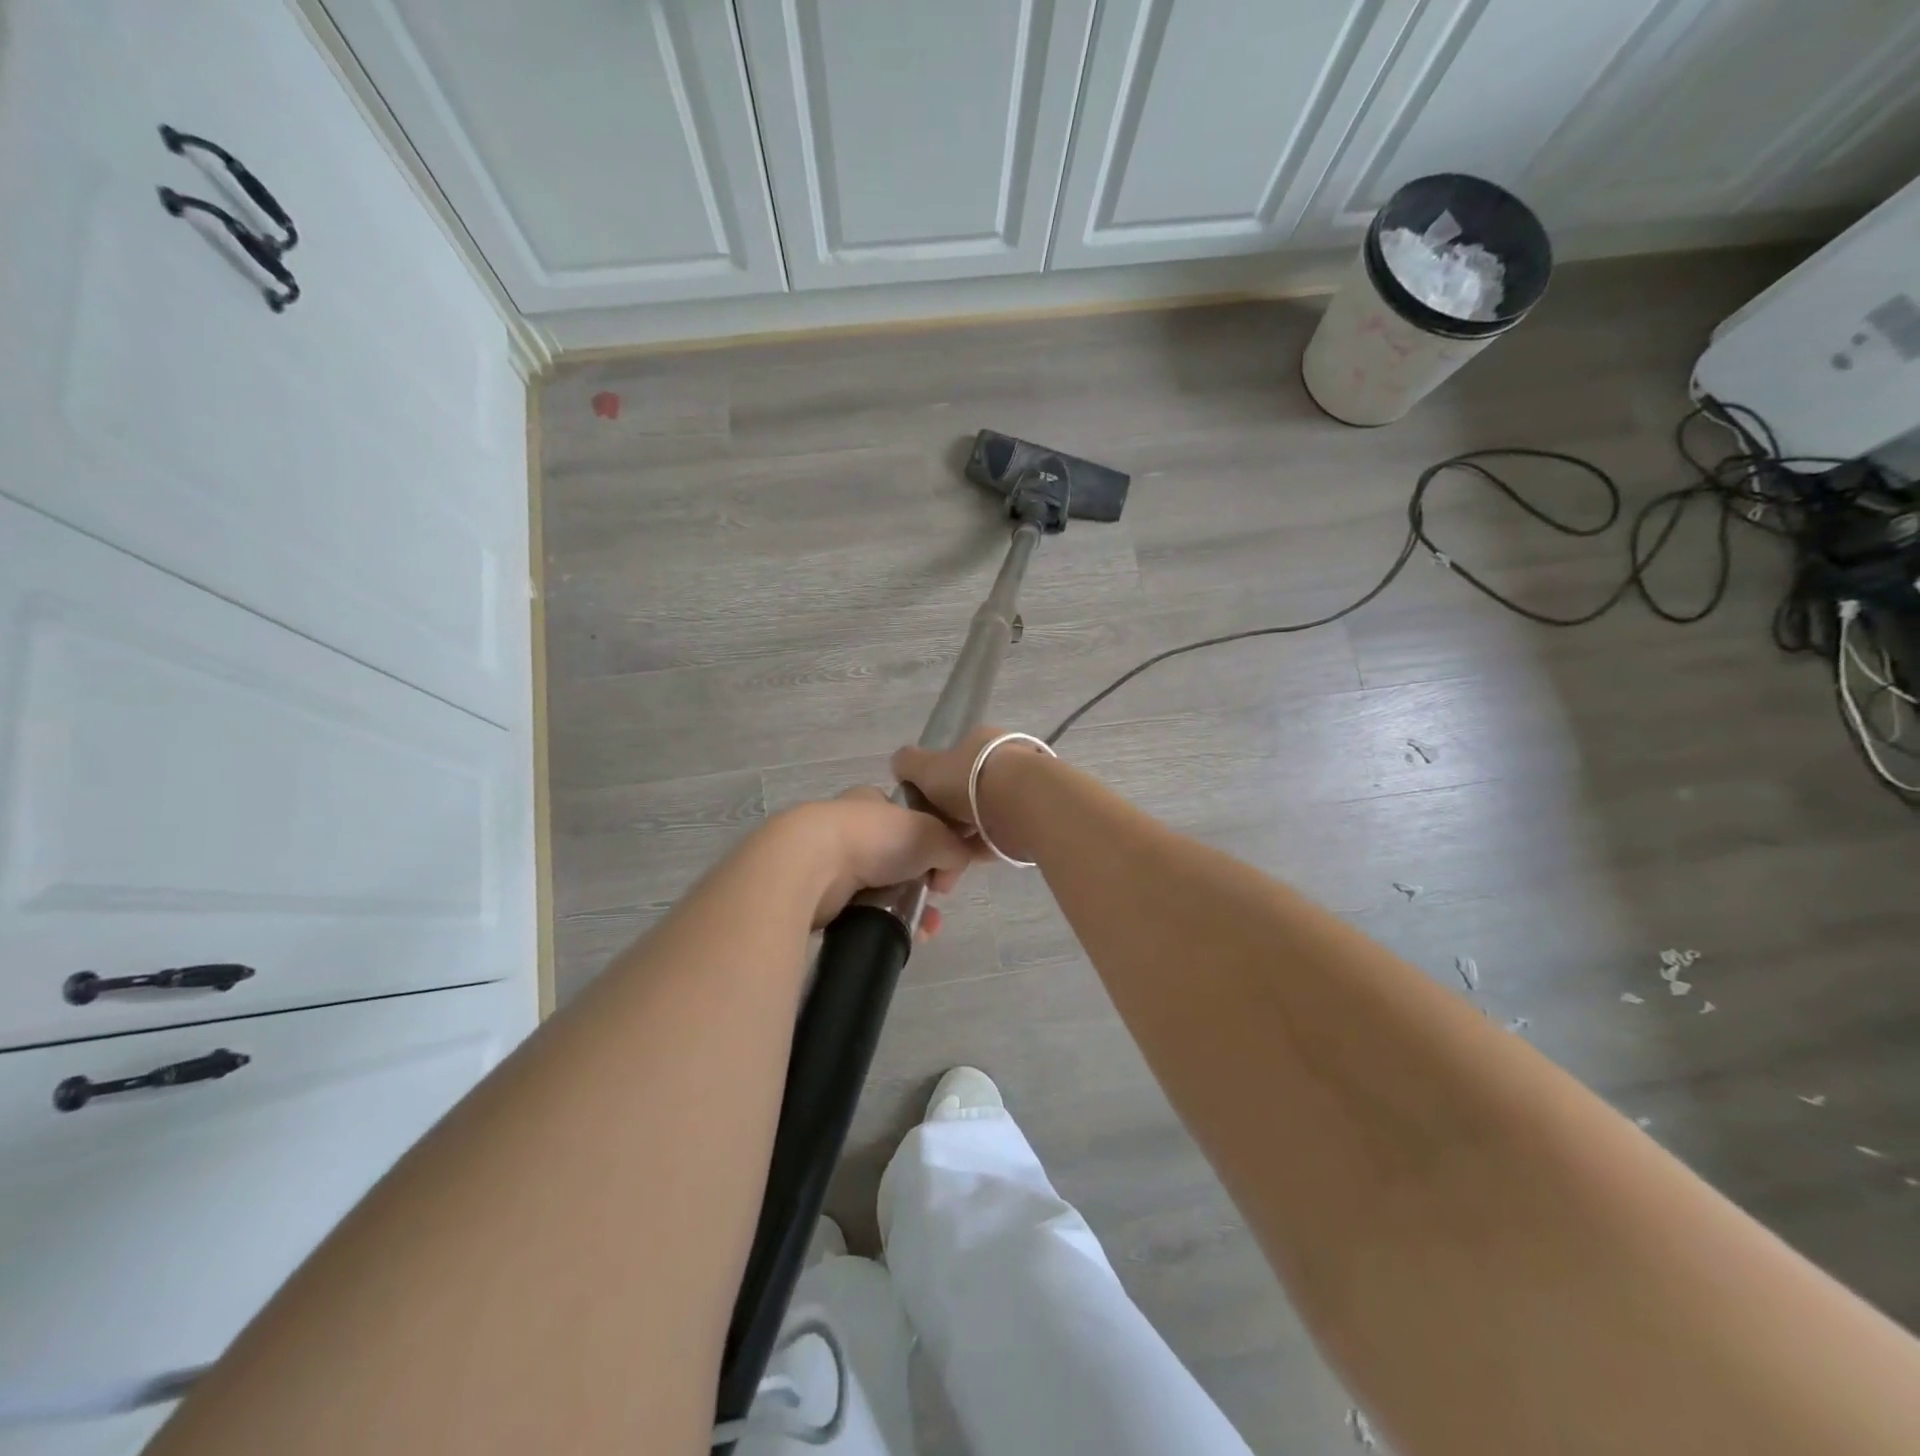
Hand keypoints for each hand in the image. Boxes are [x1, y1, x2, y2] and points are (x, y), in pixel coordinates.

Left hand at [783, 786, 982, 936]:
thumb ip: (953, 847)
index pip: (907, 818)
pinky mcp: (817, 897)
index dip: (931, 841)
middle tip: (937, 900)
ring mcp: (829, 863)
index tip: (944, 864)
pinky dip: (883, 924)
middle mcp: (848, 828)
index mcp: (870, 803)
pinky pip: (860, 913)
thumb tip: (951, 870)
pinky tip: (900, 935)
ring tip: (925, 927)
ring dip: (908, 908)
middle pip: (896, 858)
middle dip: (922, 882)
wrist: (809, 867)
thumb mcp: (931, 834)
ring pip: (881, 889)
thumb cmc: (873, 838)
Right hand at [892, 727, 1050, 862]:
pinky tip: (963, 861)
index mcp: (980, 741)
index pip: (954, 758)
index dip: (935, 782)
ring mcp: (1021, 788)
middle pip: (969, 788)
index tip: (924, 805)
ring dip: (966, 834)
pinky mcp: (1032, 816)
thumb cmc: (971, 779)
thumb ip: (908, 764)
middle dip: (951, 813)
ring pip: (985, 814)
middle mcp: (1003, 759)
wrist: (1023, 803)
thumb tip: (899, 765)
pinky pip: (999, 834)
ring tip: (945, 856)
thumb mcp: (926, 767)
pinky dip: (981, 847)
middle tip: (934, 835)